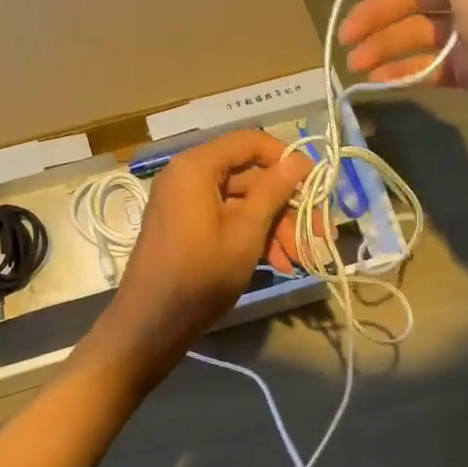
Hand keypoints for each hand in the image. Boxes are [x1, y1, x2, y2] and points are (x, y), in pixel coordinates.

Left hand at [83, 131, 309, 385]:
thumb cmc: (200, 275)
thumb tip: (299, 160)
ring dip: (274, 226)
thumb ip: (273, 192)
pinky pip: (226, 219)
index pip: (251, 142)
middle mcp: (188, 176)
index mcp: (197, 167)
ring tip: (299, 260)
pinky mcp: (186, 227)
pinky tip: (279, 263)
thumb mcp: (245, 234)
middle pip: (249, 175)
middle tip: (317, 234)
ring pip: (242, 202)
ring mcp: (185, 203)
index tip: (316, 186)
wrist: (151, 324)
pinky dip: (252, 236)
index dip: (287, 160)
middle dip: (286, 205)